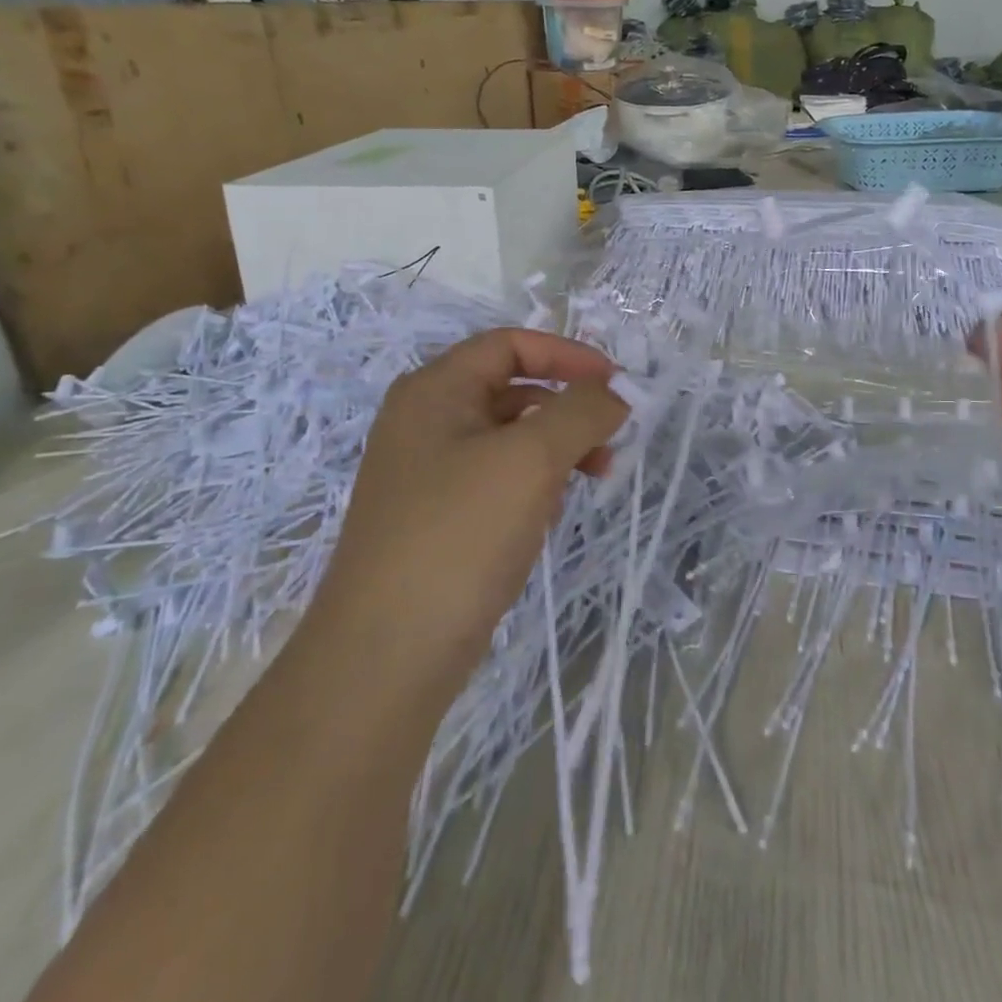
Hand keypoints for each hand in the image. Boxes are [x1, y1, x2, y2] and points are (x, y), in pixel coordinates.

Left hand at [311, 328, 629, 684]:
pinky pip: (498, 479)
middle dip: (569, 405)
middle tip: (612, 437)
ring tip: (596, 475)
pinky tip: (553, 511)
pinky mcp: (438, 519)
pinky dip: (535, 481)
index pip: (510, 345)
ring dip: (558, 445)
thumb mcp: (530, 459)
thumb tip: (614, 393)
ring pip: (510, 437)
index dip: (568, 355)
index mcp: (435, 391)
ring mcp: (428, 474)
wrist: (385, 656)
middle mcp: (426, 422)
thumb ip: (581, 411)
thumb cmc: (458, 535)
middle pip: (512, 388)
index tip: (617, 385)